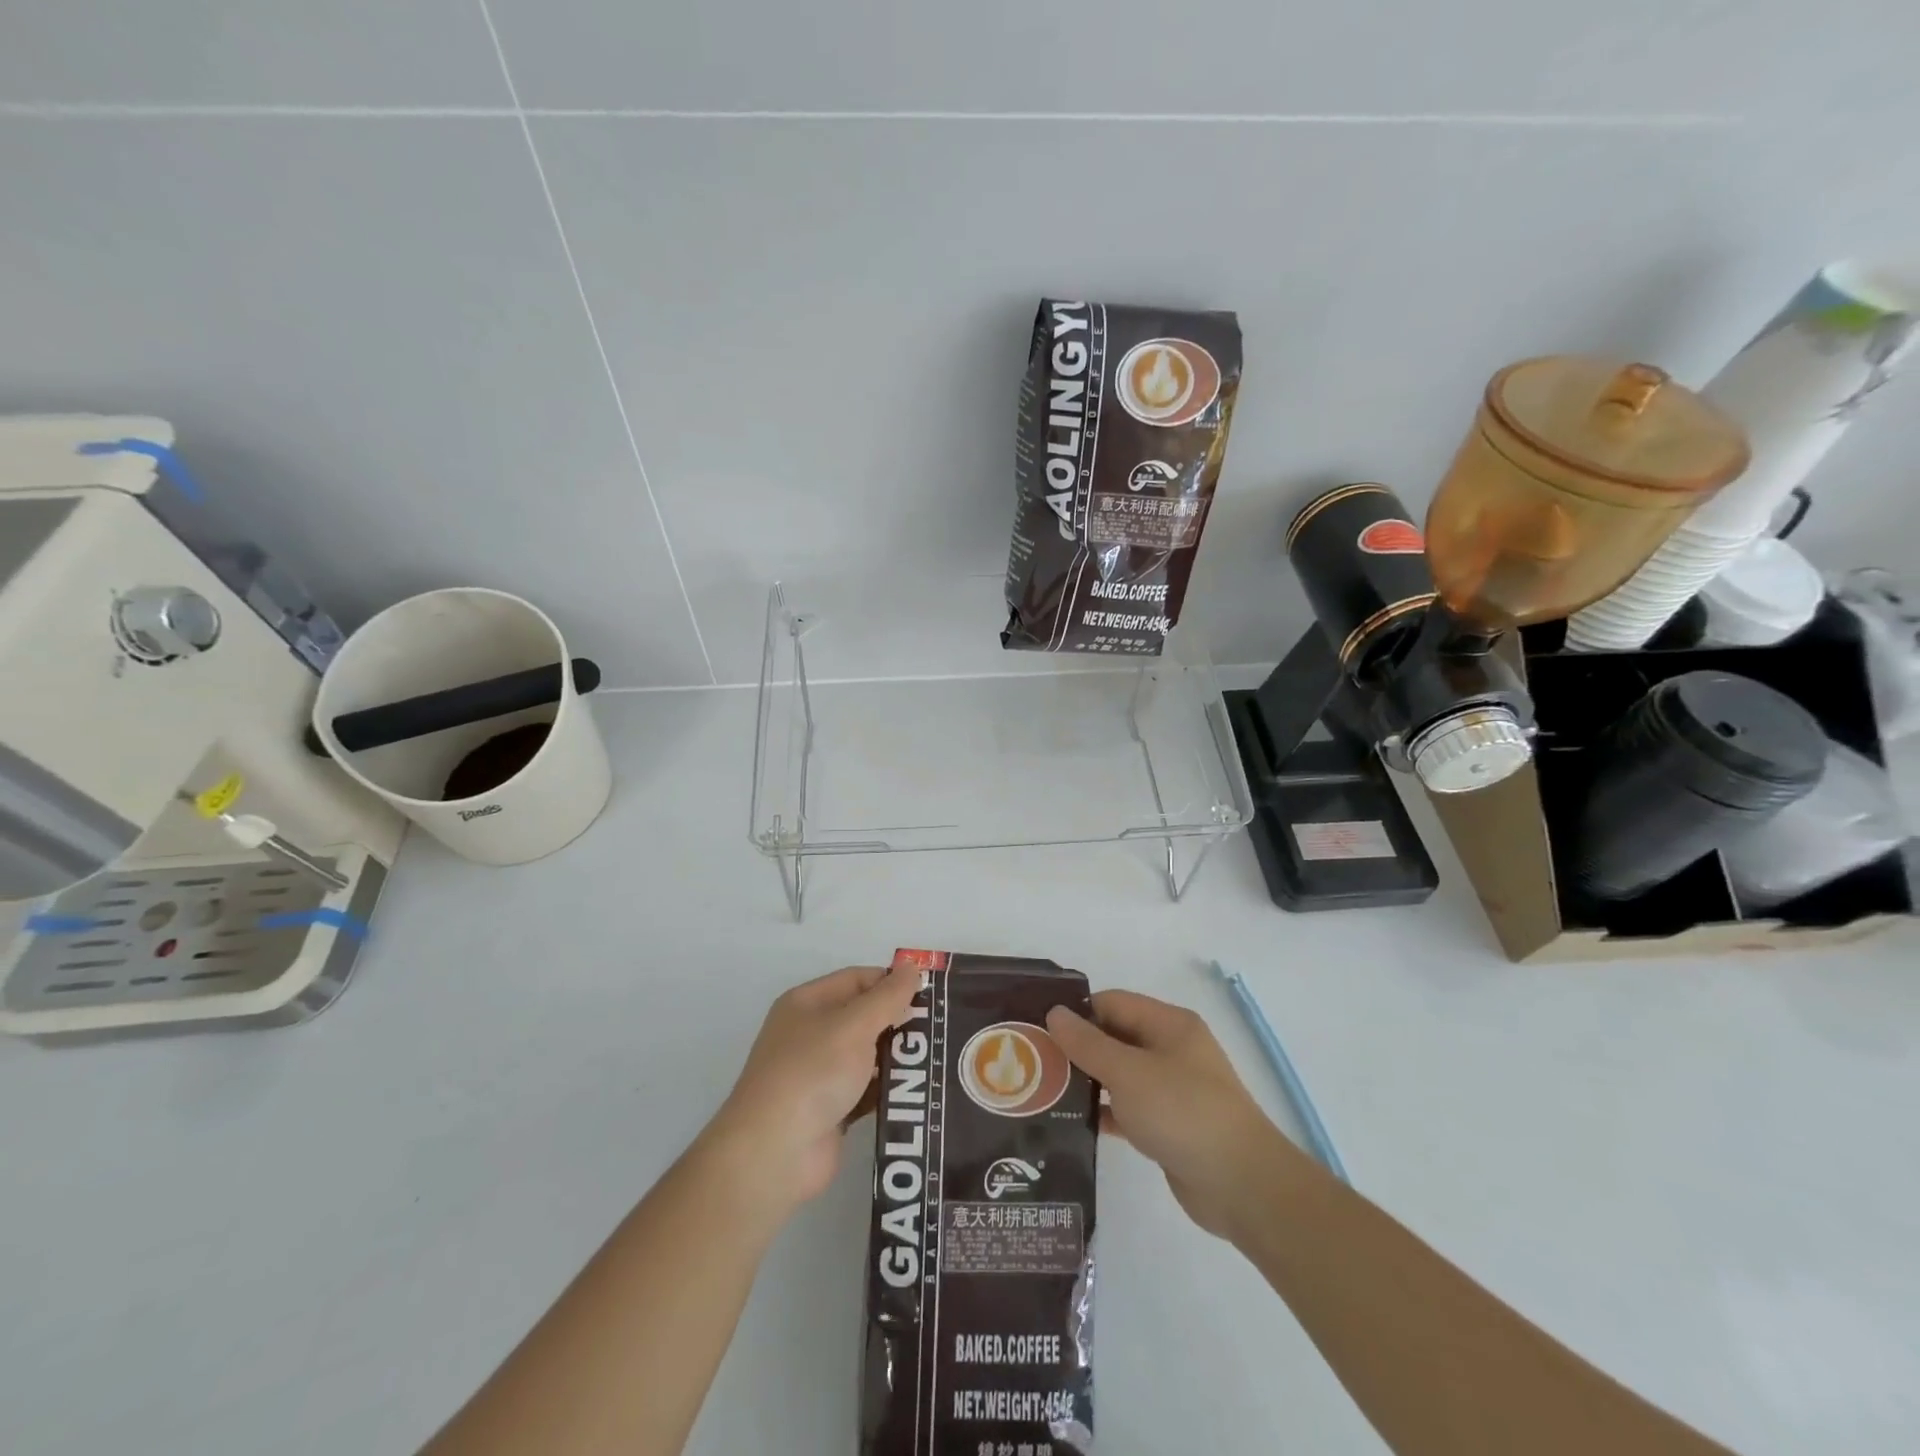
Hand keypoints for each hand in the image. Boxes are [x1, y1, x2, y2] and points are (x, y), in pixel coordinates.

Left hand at [704, 964, 922, 1215]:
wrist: (774, 1154)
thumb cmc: (812, 1073)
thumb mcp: (854, 1025)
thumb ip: (888, 997)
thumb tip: (913, 967)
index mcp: (807, 1003)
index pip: (858, 979)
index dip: (892, 983)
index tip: (932, 995)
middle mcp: (811, 1033)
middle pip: (865, 1016)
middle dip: (900, 1020)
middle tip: (943, 1028)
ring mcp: (820, 1074)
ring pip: (869, 1055)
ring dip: (899, 1056)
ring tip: (943, 1057)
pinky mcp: (832, 1110)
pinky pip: (868, 1090)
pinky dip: (890, 1089)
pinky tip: (922, 1090)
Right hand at [1047, 990, 1295, 1239]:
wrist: (1242, 1186)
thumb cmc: (1183, 1112)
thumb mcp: (1128, 1072)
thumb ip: (1088, 1043)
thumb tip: (1055, 1013)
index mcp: (1169, 1024)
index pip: (1112, 1003)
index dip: (1076, 1012)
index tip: (1037, 1027)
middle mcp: (1171, 1050)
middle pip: (1115, 1037)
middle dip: (1077, 1047)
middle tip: (1032, 1061)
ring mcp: (1172, 1089)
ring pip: (1119, 1074)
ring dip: (1087, 1081)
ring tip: (1042, 1091)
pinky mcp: (1169, 1125)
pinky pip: (1128, 1108)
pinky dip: (1104, 1112)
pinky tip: (1072, 1124)